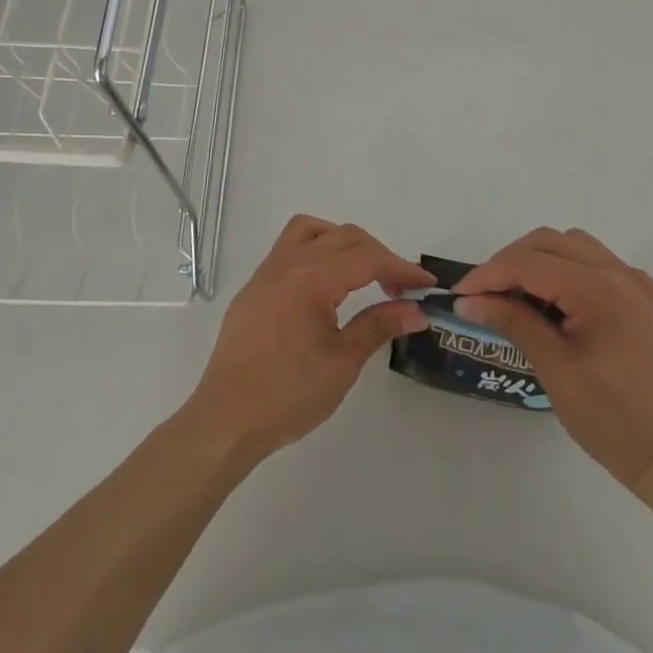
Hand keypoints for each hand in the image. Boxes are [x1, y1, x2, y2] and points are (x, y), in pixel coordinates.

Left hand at [183, 215, 432, 459]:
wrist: (225, 421)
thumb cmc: (287, 396)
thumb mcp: (341, 364)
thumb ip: (379, 326)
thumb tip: (416, 310)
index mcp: (310, 279)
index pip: (367, 258)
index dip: (401, 268)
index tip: (426, 284)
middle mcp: (287, 264)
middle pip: (343, 236)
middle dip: (378, 254)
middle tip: (401, 287)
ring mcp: (266, 273)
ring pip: (311, 231)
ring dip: (343, 242)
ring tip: (362, 274)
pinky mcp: (254, 288)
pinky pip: (289, 249)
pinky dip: (317, 252)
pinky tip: (326, 287)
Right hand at [455, 228, 652, 486]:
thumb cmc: (613, 421)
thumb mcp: (556, 371)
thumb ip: (514, 322)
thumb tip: (470, 301)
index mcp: (600, 291)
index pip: (530, 263)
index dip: (489, 274)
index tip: (461, 295)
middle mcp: (622, 275)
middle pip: (552, 241)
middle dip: (512, 261)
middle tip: (485, 294)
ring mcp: (640, 285)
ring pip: (577, 247)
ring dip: (541, 261)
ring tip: (519, 297)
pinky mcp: (650, 301)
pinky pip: (600, 267)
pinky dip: (570, 273)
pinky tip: (558, 306)